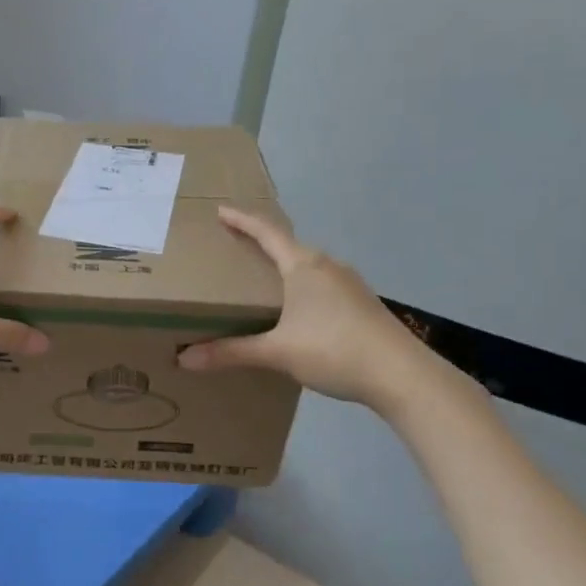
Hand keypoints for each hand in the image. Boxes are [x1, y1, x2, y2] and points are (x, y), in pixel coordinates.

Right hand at [178, 207, 461, 418]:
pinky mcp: (362, 304)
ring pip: (308, 266)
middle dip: (261, 244)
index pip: (266, 232)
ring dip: (285, 267)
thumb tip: (184, 359)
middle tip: (236, 246)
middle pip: (288, 245)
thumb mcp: (277, 352)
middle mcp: (327, 266)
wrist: (401, 375)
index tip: (221, 210)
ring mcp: (350, 284)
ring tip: (264, 279)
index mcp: (303, 266)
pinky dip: (303, 287)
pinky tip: (298, 310)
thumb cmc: (334, 350)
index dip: (242, 220)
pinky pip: (323, 284)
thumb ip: (231, 352)